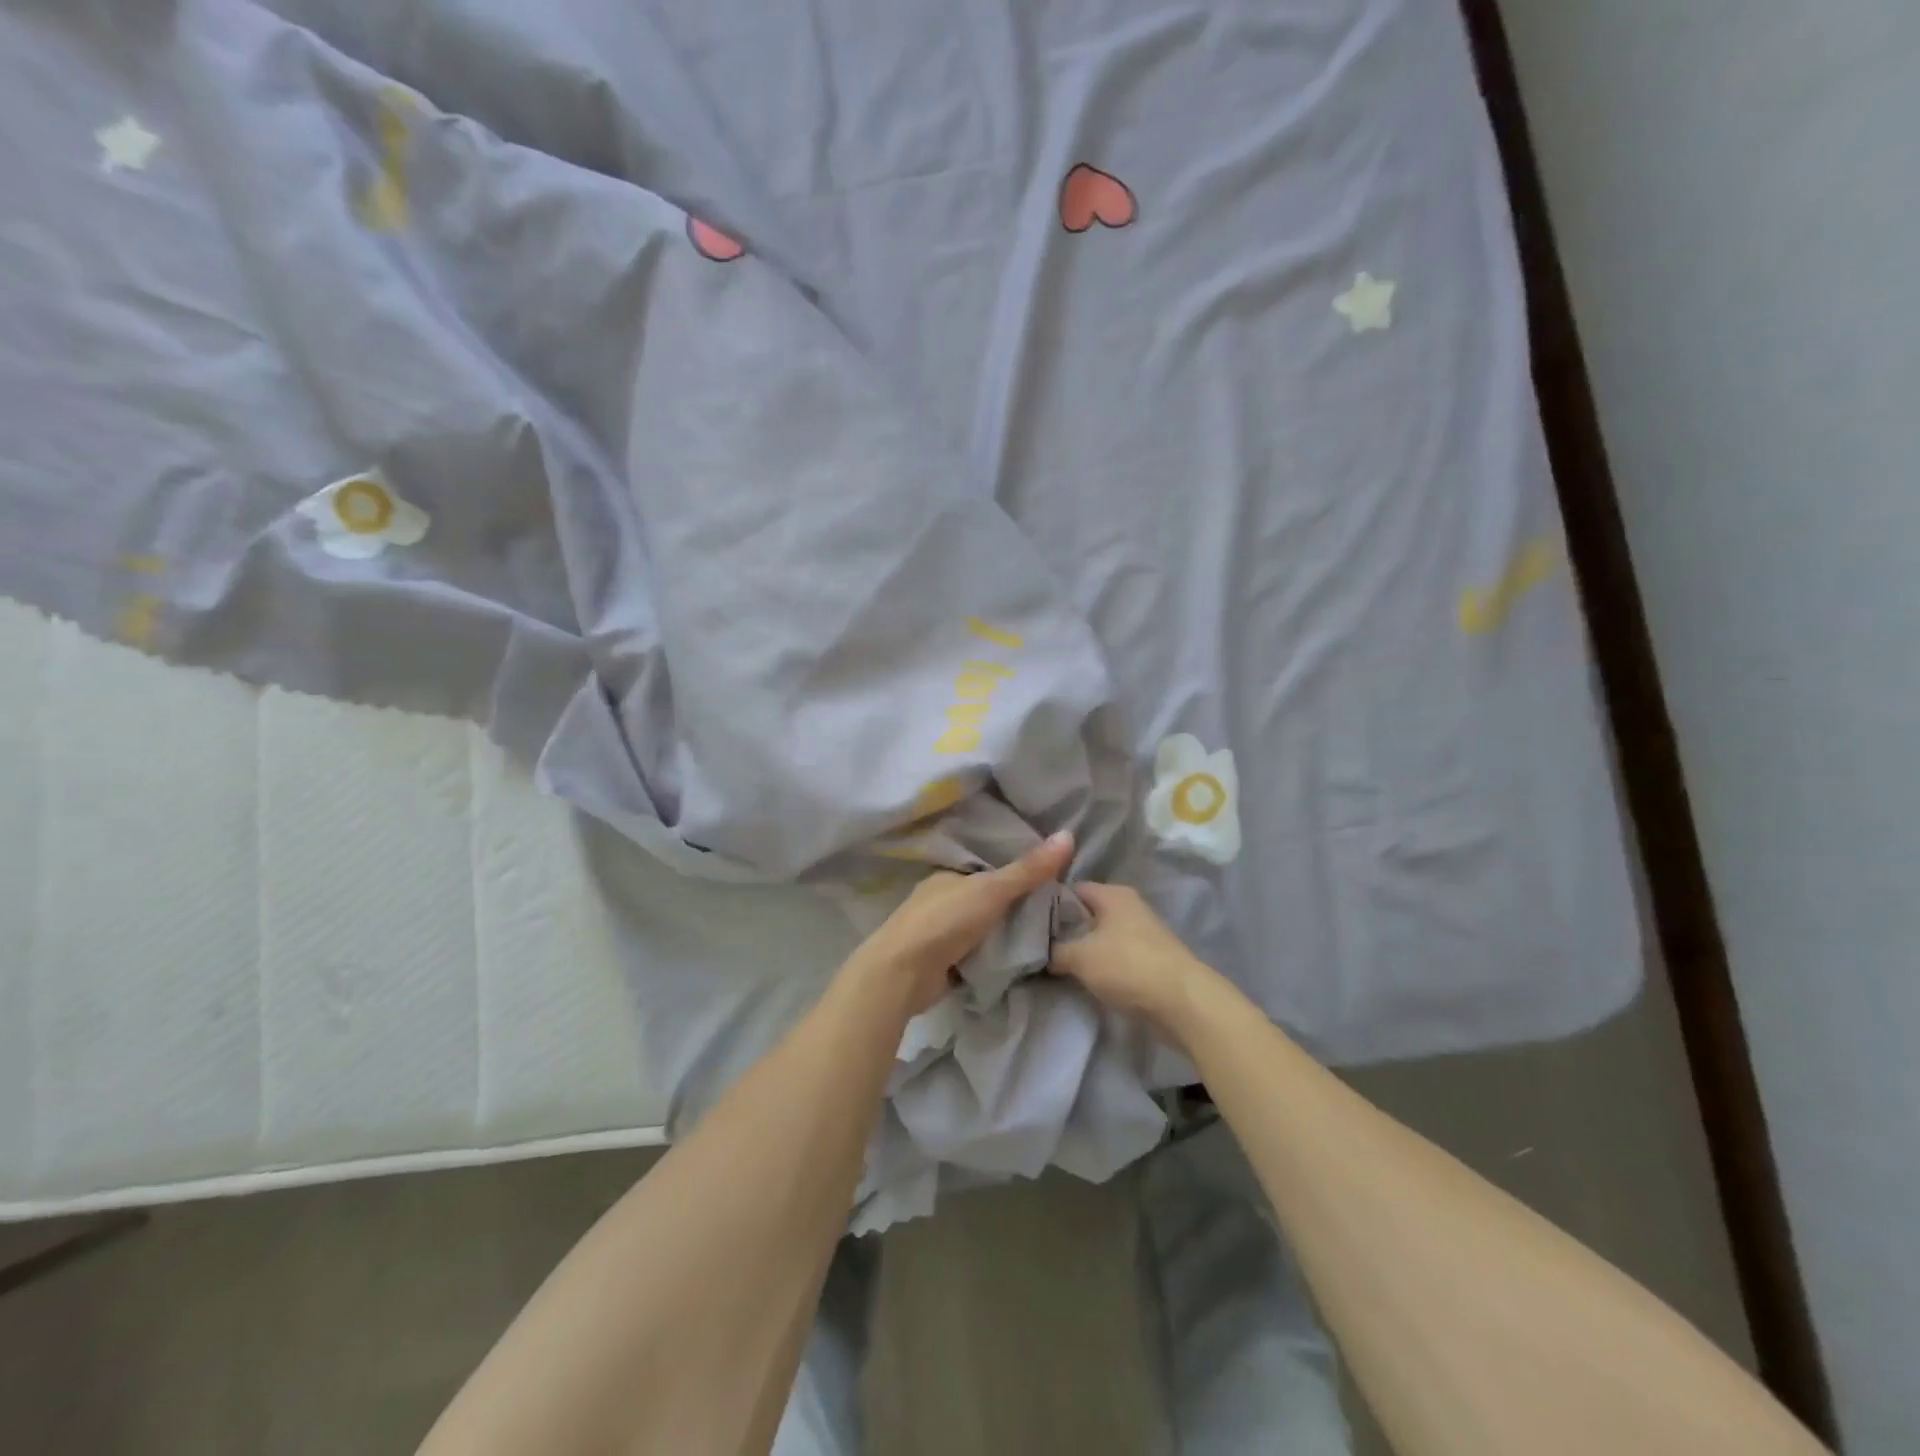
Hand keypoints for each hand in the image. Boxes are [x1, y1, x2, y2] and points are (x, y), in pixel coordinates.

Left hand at [842, 832, 1075, 1016]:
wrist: (902, 975)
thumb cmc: (944, 922)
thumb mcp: (991, 890)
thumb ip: (1028, 869)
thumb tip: (1067, 834)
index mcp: (948, 877)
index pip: (988, 871)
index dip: (1017, 875)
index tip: (1051, 883)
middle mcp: (940, 901)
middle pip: (985, 901)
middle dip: (1012, 907)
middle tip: (1055, 914)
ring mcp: (938, 934)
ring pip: (980, 929)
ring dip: (1003, 934)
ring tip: (1045, 937)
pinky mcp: (940, 964)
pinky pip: (974, 956)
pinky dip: (991, 958)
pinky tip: (1018, 961)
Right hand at [1049, 882, 1219, 1042]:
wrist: (1184, 1003)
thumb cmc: (1128, 967)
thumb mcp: (1080, 957)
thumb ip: (1054, 950)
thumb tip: (1040, 951)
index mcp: (1112, 894)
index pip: (1070, 888)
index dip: (1047, 902)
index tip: (1026, 921)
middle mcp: (1128, 906)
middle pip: (1086, 912)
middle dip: (1064, 929)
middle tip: (1036, 946)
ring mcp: (1142, 933)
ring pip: (1100, 935)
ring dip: (1082, 949)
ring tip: (1054, 964)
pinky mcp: (1149, 958)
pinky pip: (1114, 955)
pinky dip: (1099, 964)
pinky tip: (1082, 978)